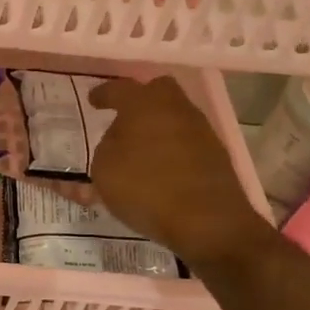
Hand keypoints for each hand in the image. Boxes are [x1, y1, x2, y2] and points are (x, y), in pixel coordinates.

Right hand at [88, 76, 274, 268]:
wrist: (207, 221)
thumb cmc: (146, 189)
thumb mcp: (104, 171)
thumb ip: (106, 148)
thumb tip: (118, 140)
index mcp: (144, 104)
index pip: (119, 89)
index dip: (103, 93)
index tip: (94, 99)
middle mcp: (175, 109)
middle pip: (158, 90)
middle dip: (140, 99)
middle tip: (123, 117)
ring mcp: (200, 130)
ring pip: (174, 115)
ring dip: (156, 126)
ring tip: (138, 150)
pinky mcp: (215, 154)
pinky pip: (185, 140)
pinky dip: (170, 148)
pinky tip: (158, 168)